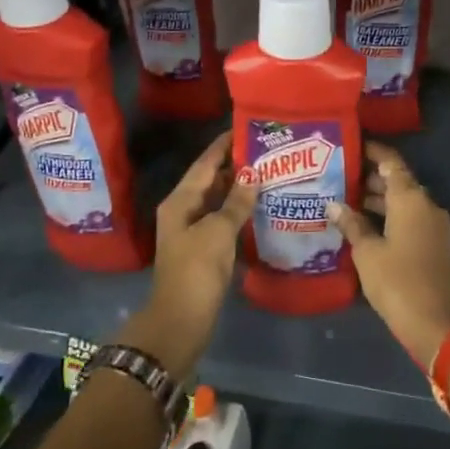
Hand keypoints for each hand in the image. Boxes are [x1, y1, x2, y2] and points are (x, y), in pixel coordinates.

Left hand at [121, 130, 257, 381]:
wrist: (181, 321)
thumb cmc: (197, 271)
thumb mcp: (218, 232)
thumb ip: (236, 202)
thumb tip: (252, 174)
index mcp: (180, 200)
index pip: (205, 163)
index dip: (224, 145)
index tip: (247, 127)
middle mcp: (183, 210)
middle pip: (211, 180)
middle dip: (236, 165)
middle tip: (267, 151)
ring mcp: (192, 231)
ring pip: (217, 200)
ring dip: (239, 188)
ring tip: (269, 173)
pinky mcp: (203, 249)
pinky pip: (222, 220)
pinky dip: (239, 211)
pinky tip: (260, 207)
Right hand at [328, 142, 449, 368]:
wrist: (436, 324)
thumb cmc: (397, 282)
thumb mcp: (367, 252)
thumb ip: (351, 223)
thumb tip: (334, 204)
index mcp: (411, 199)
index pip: (391, 162)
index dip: (371, 151)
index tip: (348, 145)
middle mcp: (426, 205)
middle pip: (397, 181)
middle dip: (368, 177)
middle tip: (335, 175)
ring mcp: (432, 225)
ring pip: (402, 201)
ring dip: (376, 199)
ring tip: (342, 198)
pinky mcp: (432, 244)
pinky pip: (407, 218)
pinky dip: (386, 216)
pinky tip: (360, 224)